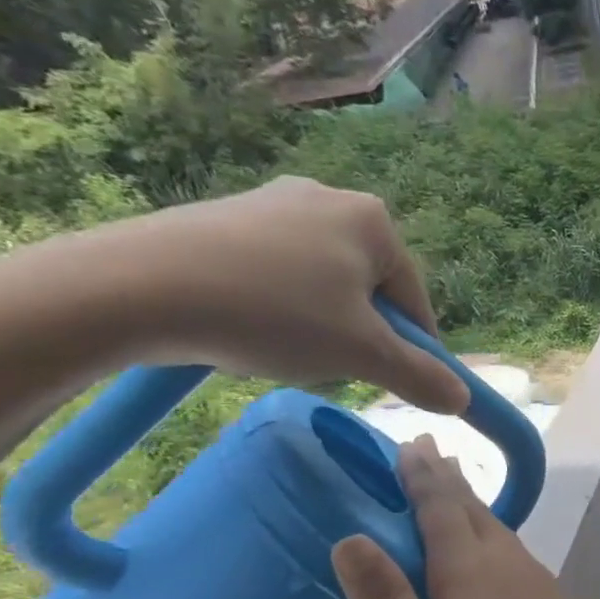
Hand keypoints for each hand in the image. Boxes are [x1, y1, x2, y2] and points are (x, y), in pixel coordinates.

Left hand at [79, 176, 469, 412]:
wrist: (136, 286)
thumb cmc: (273, 314)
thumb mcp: (362, 354)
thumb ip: (421, 376)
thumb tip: (463, 400)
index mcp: (373, 221)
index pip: (415, 301)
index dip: (412, 350)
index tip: (393, 384)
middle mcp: (329, 197)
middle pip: (369, 290)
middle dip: (359, 335)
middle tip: (330, 368)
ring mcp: (272, 203)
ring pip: (324, 284)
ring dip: (319, 325)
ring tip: (283, 351)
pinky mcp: (225, 217)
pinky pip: (277, 273)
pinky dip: (277, 306)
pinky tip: (249, 328)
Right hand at [331, 436, 599, 598]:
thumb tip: (349, 539)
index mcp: (472, 573)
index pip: (440, 510)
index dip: (421, 476)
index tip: (406, 442)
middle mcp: (507, 564)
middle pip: (471, 510)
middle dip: (444, 478)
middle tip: (424, 447)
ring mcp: (535, 580)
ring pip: (495, 527)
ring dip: (469, 501)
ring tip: (452, 483)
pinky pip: (510, 548)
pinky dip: (489, 529)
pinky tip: (491, 544)